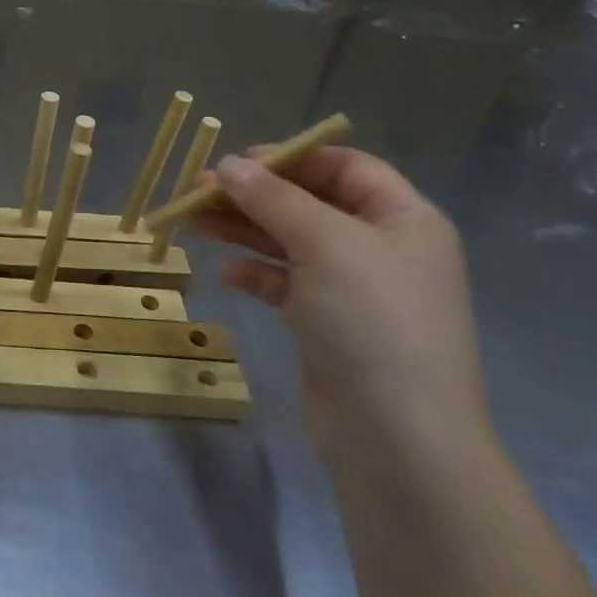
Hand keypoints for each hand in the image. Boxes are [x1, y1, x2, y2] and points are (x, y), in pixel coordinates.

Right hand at [195, 148, 488, 455]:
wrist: (397, 438)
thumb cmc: (372, 320)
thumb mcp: (325, 244)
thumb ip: (273, 199)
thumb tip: (229, 165)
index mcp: (403, 219)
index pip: (344, 167)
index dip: (291, 158)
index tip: (238, 162)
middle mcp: (381, 248)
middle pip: (309, 203)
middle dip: (255, 195)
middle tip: (198, 191)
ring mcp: (354, 289)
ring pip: (291, 243)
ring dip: (244, 229)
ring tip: (194, 222)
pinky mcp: (328, 325)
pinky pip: (286, 284)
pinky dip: (256, 273)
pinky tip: (226, 272)